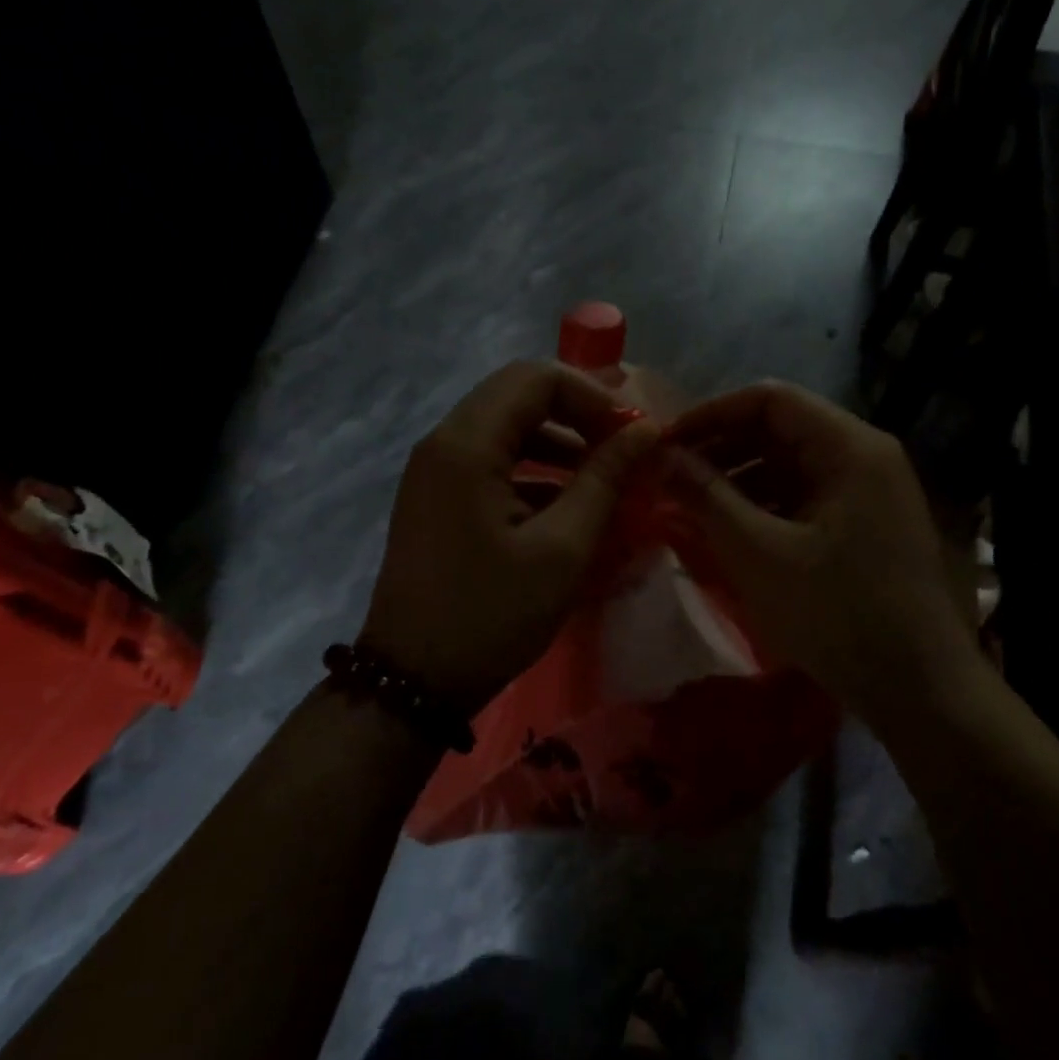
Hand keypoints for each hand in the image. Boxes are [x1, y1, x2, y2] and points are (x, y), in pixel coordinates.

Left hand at [362, 361, 660, 710]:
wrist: (413, 681)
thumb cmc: (491, 615)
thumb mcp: (562, 549)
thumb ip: (604, 480)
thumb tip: (644, 430)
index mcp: (466, 445)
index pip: (535, 378)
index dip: (592, 395)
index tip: (631, 433)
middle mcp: (442, 443)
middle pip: (517, 395)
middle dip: (576, 413)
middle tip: (622, 447)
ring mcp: (434, 471)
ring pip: (504, 428)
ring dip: (556, 441)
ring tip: (602, 476)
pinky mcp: (437, 499)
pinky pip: (489, 462)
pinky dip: (531, 469)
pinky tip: (566, 505)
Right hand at [663, 381, 971, 712]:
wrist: (918, 688)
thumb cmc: (837, 613)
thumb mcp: (760, 554)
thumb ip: (707, 497)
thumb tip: (661, 457)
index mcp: (849, 448)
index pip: (770, 399)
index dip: (711, 414)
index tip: (666, 443)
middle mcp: (863, 456)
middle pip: (780, 429)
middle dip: (721, 448)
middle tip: (670, 476)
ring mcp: (867, 492)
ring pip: (789, 465)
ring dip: (738, 478)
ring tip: (690, 504)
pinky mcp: (863, 525)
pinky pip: (803, 496)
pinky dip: (763, 505)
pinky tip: (728, 529)